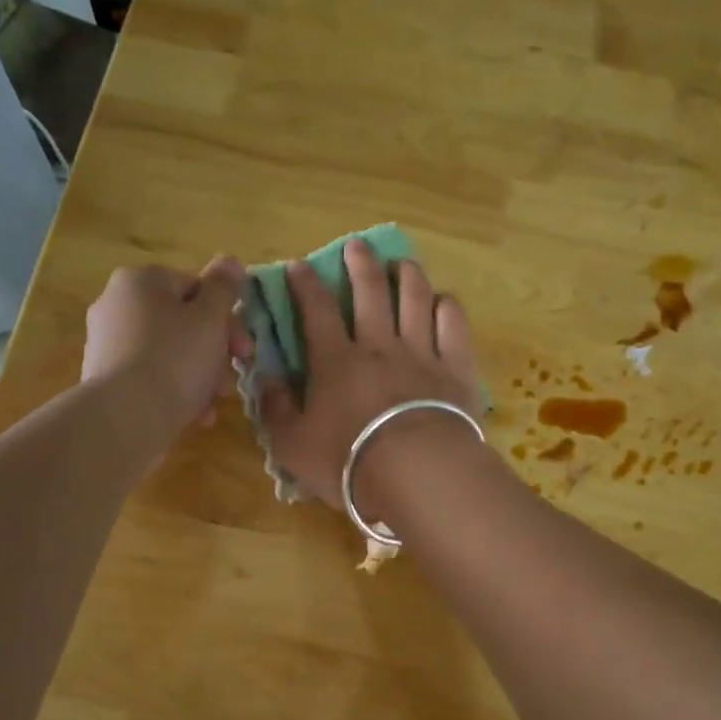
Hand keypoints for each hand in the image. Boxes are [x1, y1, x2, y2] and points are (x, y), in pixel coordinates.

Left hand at [83, 257, 251, 444]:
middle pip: (183, 323)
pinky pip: (151, 378)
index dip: (226, 318)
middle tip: (231, 379)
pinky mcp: (105, 380)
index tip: (244, 349)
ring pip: (170, 354)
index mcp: (140, 281)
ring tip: (214, 403)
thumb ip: (223, 288)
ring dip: (200, 376)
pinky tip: (195, 416)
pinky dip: (176, 392)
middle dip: (215, 353)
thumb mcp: (210, 319)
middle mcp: (116, 305)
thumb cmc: (175, 359)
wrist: (125, 418)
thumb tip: (230, 260)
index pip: (195, 288)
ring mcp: (108, 344)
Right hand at [258, 239, 482, 519]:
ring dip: (407, 275)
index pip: (316, 310)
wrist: (416, 473)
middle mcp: (378, 346)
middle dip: (360, 263)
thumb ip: (276, 410)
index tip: (298, 266)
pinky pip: (453, 324)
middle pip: (370, 291)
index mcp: (335, 362)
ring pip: (415, 298)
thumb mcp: (293, 445)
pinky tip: (442, 301)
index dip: (305, 285)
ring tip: (401, 263)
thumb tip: (265, 380)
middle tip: (356, 246)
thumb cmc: (348, 462)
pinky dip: (446, 306)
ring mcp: (421, 352)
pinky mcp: (455, 368)